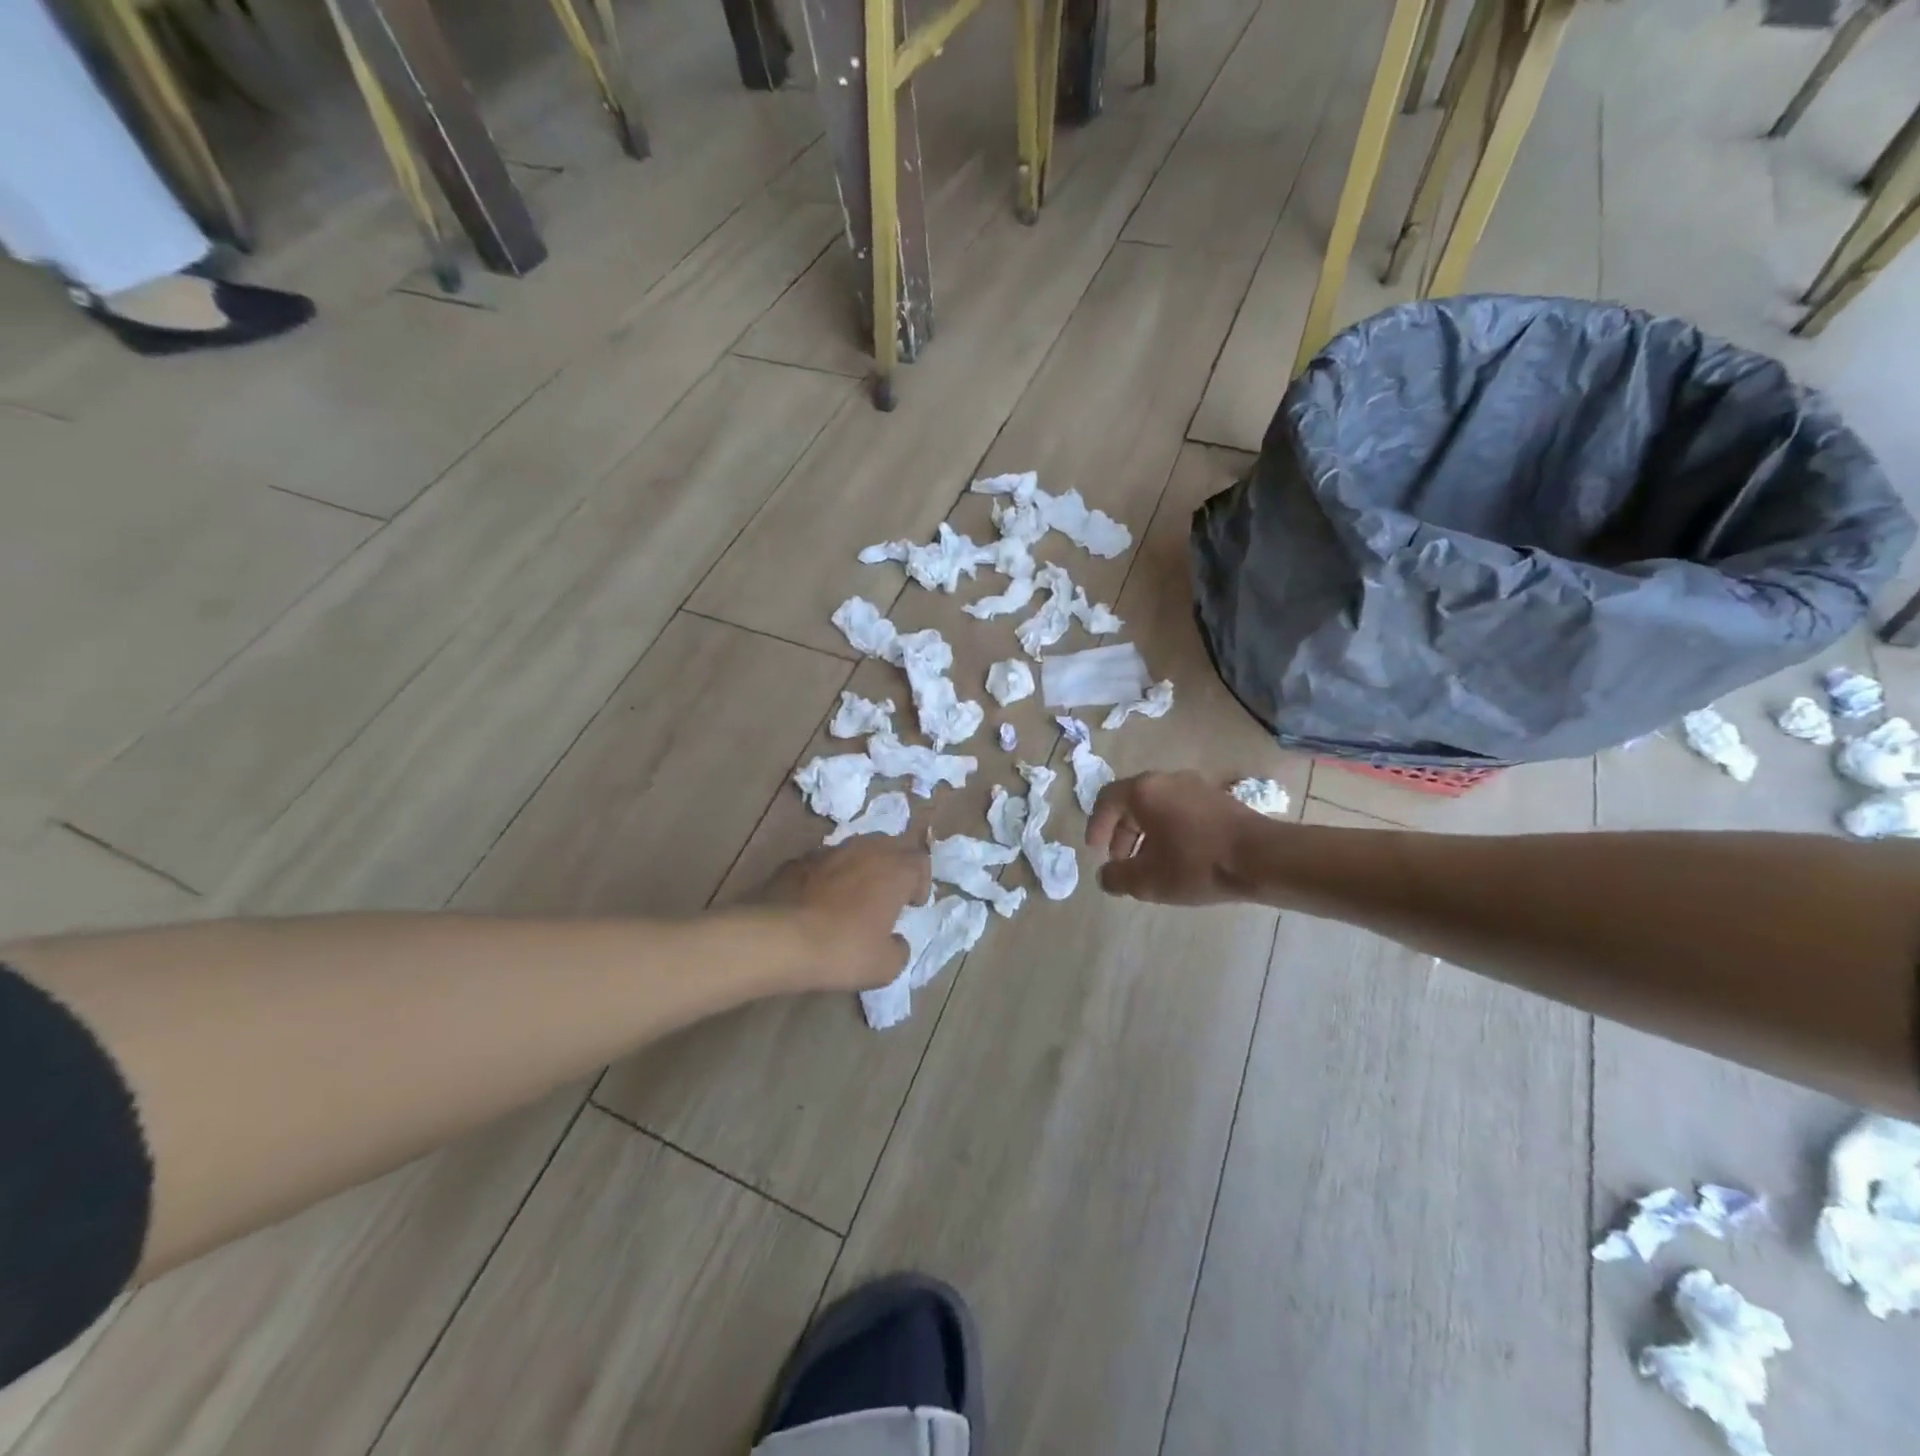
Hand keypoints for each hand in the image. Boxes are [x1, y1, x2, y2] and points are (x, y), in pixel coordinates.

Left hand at [759, 838, 931, 991]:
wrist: (780, 939)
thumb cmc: (844, 949)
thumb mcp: (885, 966)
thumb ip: (899, 949)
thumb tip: (896, 942)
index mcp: (895, 869)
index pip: (920, 860)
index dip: (921, 882)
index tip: (913, 904)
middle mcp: (866, 850)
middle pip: (891, 844)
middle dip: (895, 865)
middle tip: (890, 893)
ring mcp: (829, 851)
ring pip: (856, 848)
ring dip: (863, 866)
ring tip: (856, 893)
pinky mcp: (798, 860)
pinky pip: (824, 861)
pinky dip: (830, 874)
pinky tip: (821, 898)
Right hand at [1086, 771, 1268, 904]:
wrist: (1262, 858)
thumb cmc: (1196, 864)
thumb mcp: (1147, 880)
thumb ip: (1116, 877)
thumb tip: (1106, 875)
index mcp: (1144, 790)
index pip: (1107, 800)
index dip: (1096, 826)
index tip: (1096, 851)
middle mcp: (1167, 779)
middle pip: (1133, 802)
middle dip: (1122, 833)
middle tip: (1122, 862)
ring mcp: (1196, 786)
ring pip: (1158, 806)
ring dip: (1146, 833)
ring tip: (1150, 864)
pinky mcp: (1218, 799)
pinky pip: (1181, 810)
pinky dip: (1169, 829)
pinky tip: (1179, 857)